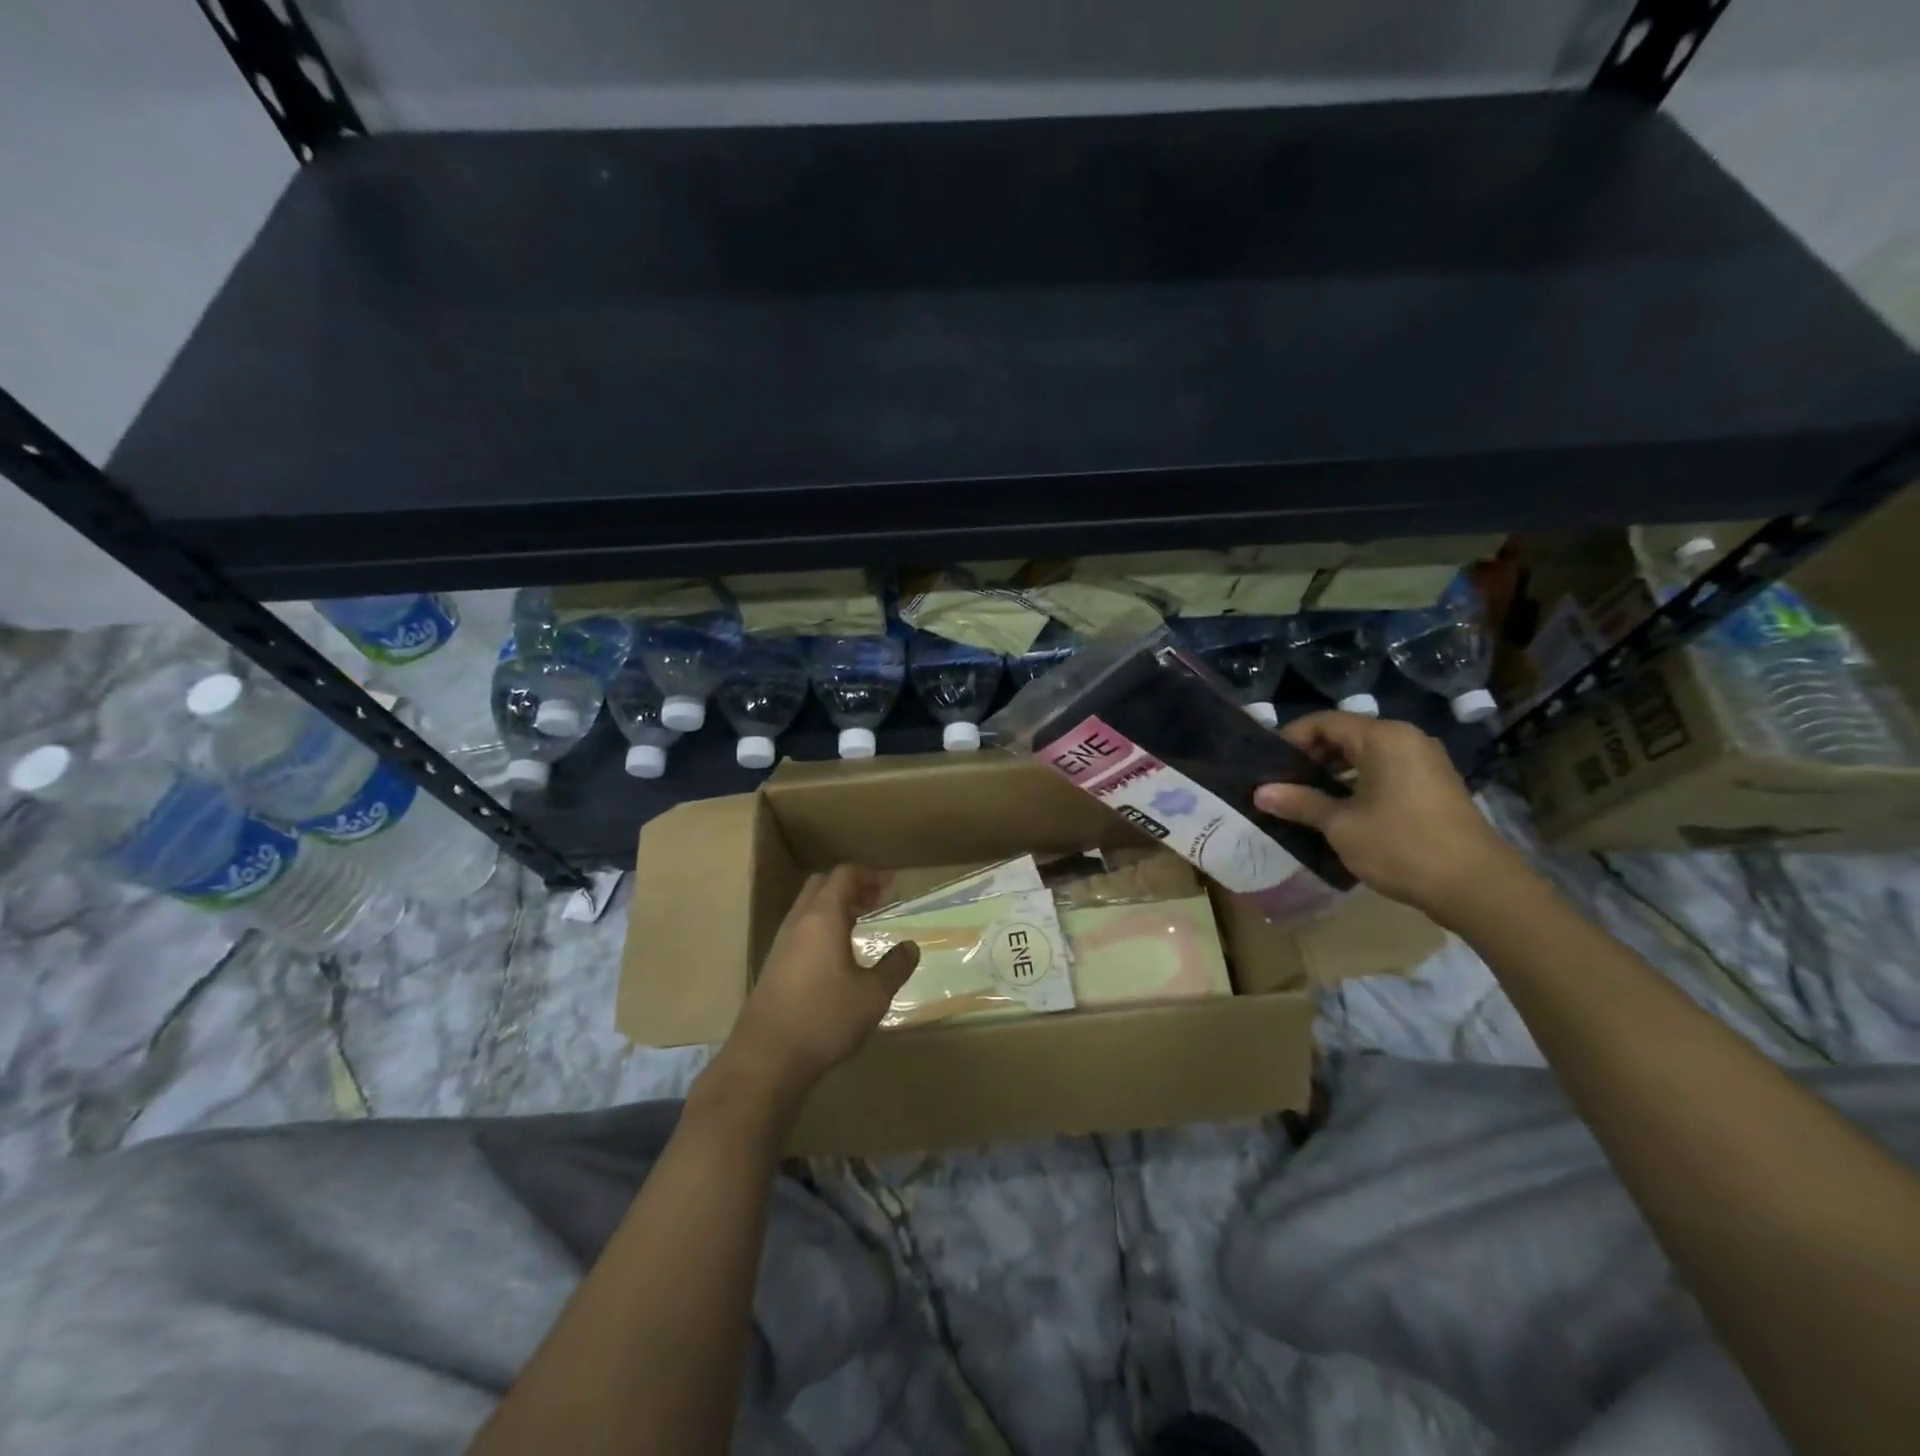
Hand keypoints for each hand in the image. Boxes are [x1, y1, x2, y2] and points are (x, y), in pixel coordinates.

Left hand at [721, 866, 920, 1094]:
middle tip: (876, 902)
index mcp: (823, 917)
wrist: (766, 1058)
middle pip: (822, 885)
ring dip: (834, 908)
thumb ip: (895, 967)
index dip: (870, 876)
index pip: (844, 875)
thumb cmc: (824, 1018)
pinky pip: (800, 930)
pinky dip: (821, 928)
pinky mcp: (773, 966)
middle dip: (851, 887)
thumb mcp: (872, 995)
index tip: (893, 888)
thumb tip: (910, 947)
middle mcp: (799, 921)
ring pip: (808, 908)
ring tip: (860, 926)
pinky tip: (836, 956)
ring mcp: (781, 943)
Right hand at [1253, 711, 1520, 923]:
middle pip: (1346, 735)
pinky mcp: (1435, 786)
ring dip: (1333, 773)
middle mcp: (1406, 740)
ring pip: (1366, 756)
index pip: (1324, 722)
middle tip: (1281, 784)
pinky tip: (1341, 812)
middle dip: (1310, 757)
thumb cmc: (1401, 846)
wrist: (1477, 886)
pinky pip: (1386, 772)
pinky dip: (1358, 784)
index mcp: (1383, 738)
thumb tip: (1260, 792)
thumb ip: (1300, 802)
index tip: (1267, 765)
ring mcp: (1425, 762)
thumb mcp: (1341, 825)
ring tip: (1305, 800)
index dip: (1290, 739)